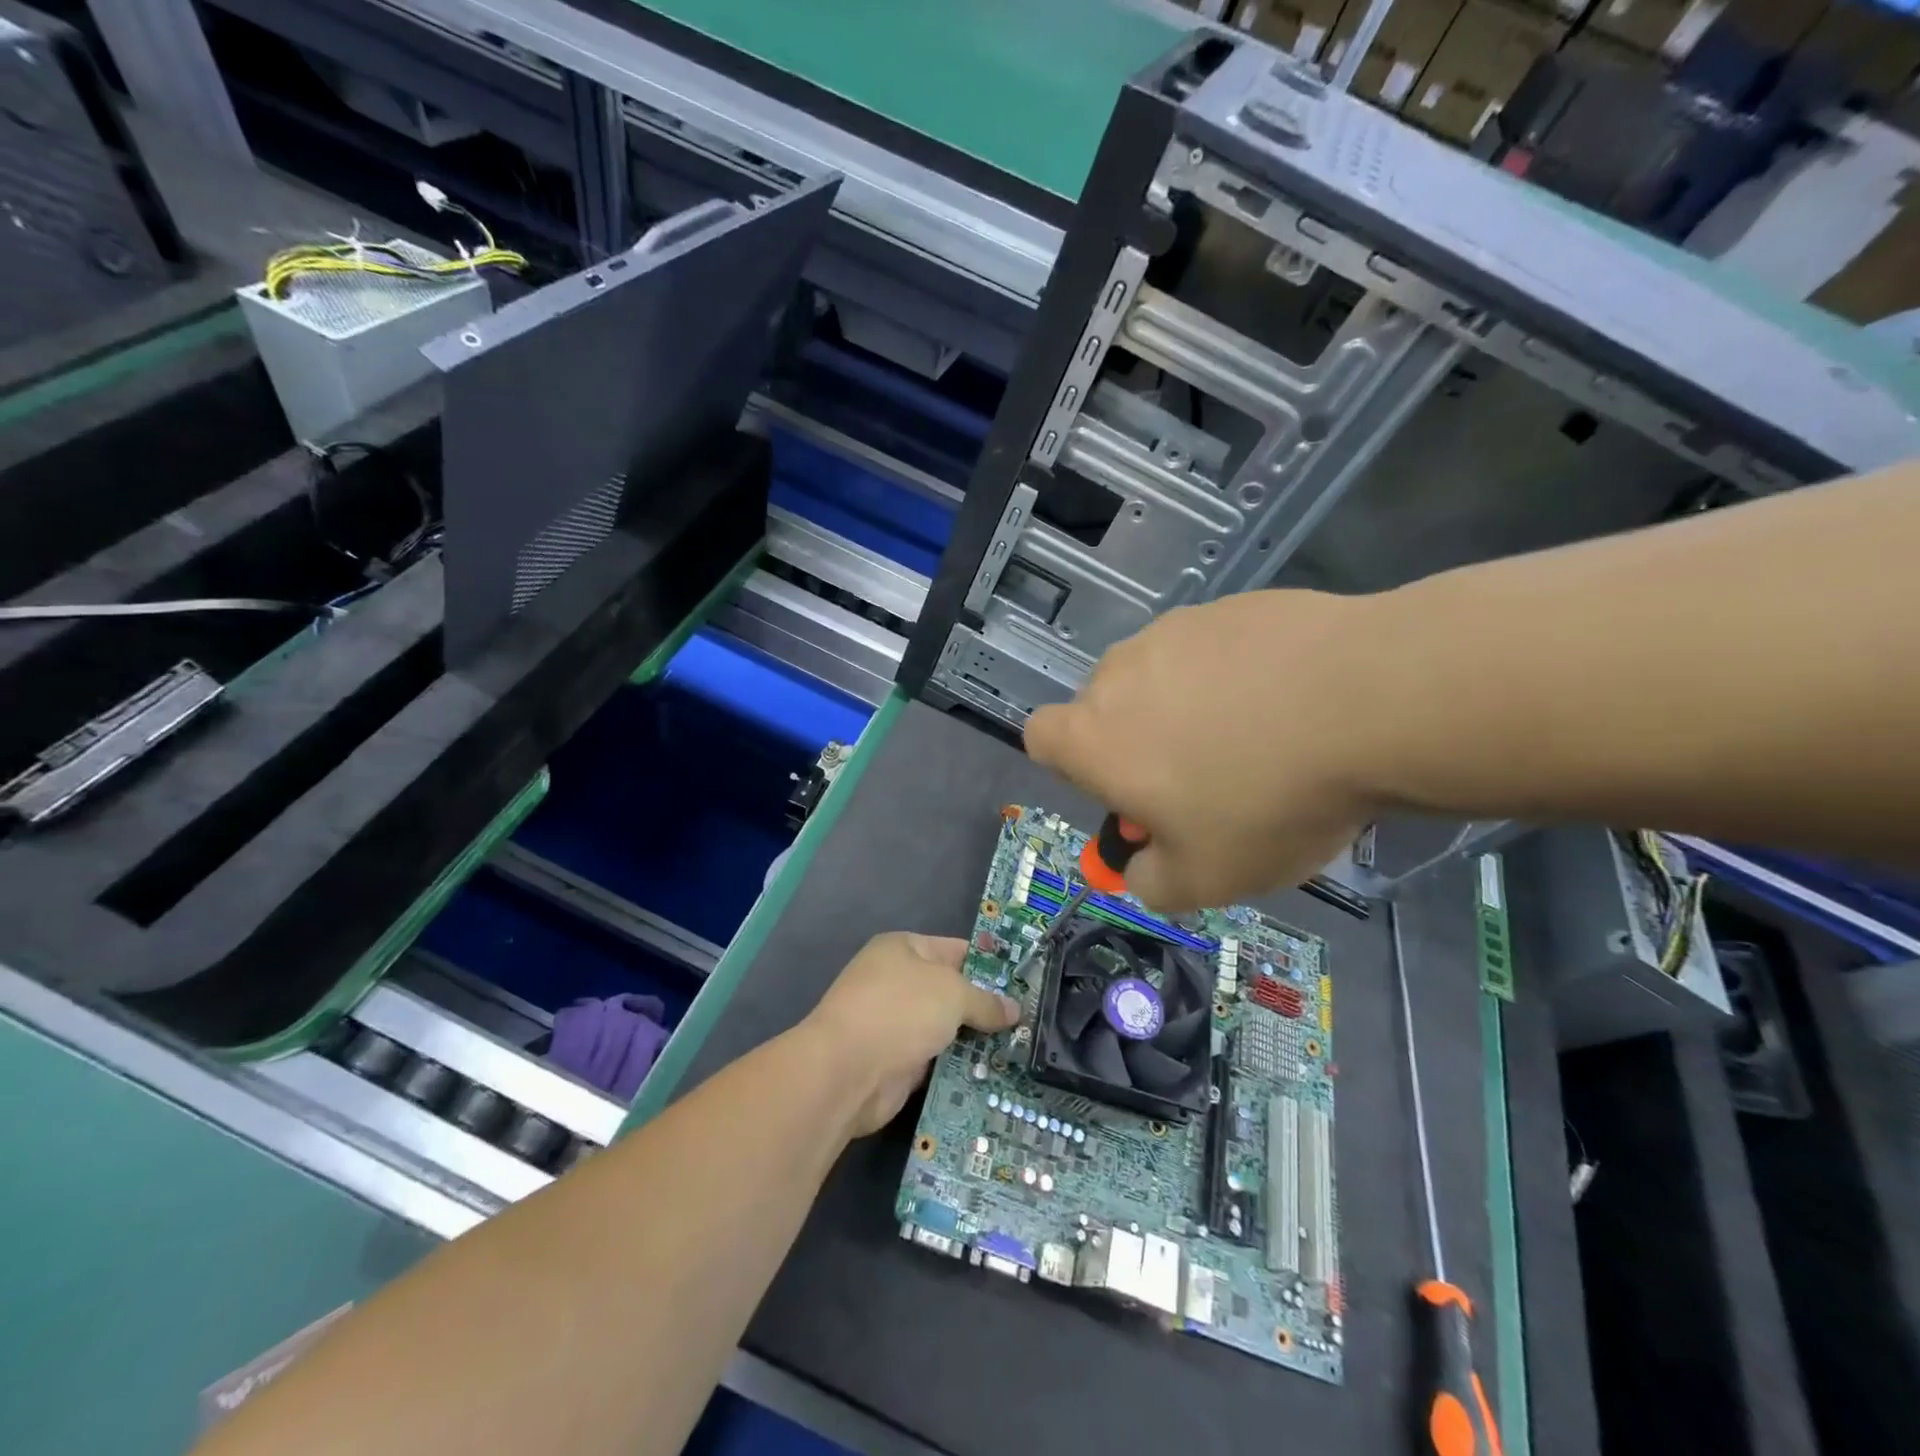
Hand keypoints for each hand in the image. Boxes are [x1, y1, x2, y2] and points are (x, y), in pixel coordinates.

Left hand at [804, 933, 1019, 1136]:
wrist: (846, 1071)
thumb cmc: (899, 1011)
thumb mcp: (952, 994)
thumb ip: (985, 1000)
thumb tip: (1014, 1009)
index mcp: (904, 949)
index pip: (956, 950)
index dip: (990, 964)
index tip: (1024, 982)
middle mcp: (897, 981)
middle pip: (952, 991)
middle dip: (986, 1007)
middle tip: (1030, 1022)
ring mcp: (894, 1023)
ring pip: (945, 1028)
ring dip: (975, 1041)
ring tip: (1021, 1051)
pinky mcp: (896, 1062)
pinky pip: (936, 1060)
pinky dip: (958, 1066)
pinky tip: (992, 1075)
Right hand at [1025, 590, 1378, 912]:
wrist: (1369, 702)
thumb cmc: (1266, 801)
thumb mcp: (1205, 879)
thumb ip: (1151, 884)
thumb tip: (1141, 869)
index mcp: (1095, 737)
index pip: (1040, 739)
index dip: (1075, 767)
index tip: (1127, 790)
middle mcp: (1120, 674)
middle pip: (1106, 707)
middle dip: (1139, 739)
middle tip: (1205, 776)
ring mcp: (1176, 631)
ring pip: (1161, 675)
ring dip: (1188, 703)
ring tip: (1261, 733)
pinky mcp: (1232, 605)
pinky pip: (1214, 647)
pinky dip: (1236, 672)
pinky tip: (1293, 697)